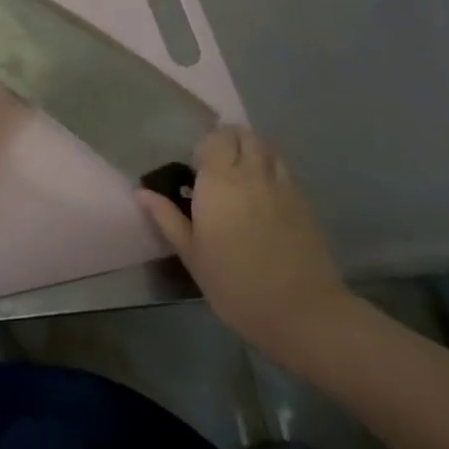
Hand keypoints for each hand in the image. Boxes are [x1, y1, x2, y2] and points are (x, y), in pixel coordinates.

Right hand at [136, 127, 355, 364]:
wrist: (302, 312)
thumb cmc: (235, 283)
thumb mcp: (191, 254)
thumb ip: (166, 217)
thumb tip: (142, 192)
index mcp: (221, 181)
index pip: (216, 138)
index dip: (205, 146)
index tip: (195, 168)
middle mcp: (253, 174)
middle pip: (245, 136)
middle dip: (229, 142)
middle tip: (215, 169)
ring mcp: (284, 187)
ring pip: (268, 150)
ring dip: (252, 154)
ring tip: (240, 180)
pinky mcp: (305, 205)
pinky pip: (284, 173)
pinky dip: (270, 173)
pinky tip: (263, 201)